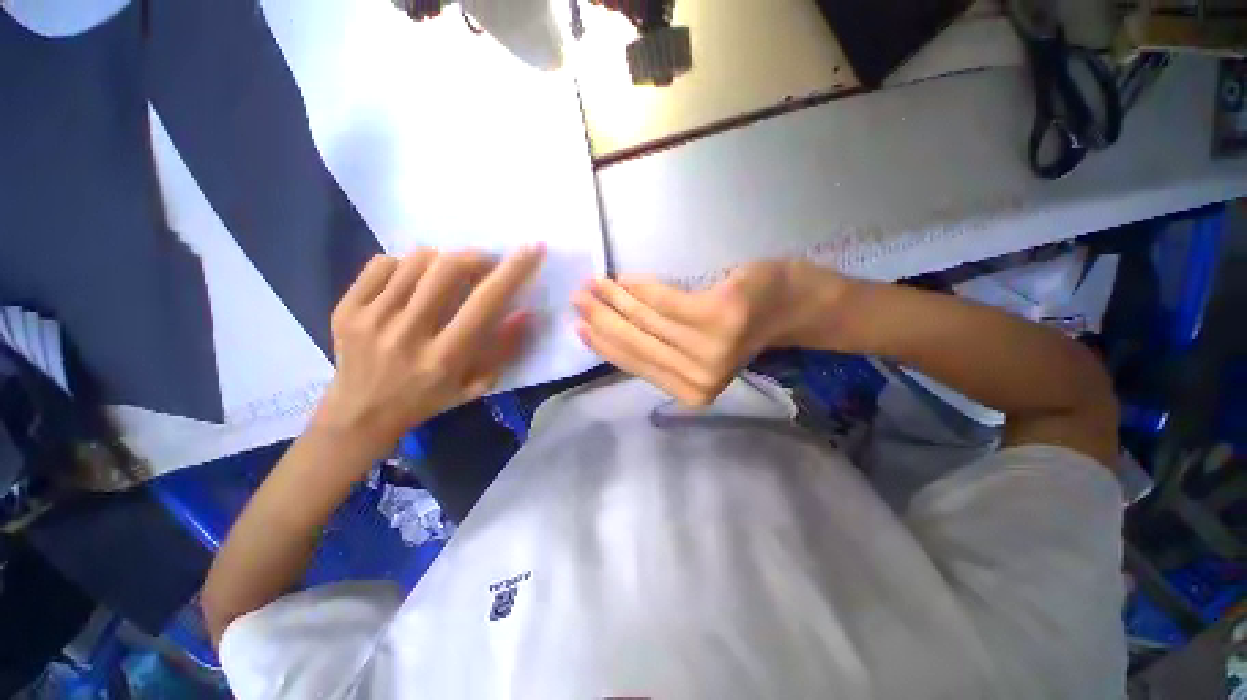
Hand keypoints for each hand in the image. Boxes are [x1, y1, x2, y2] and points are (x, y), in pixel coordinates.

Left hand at [313, 245, 544, 454]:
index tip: (531, 249)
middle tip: (483, 264)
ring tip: (447, 276)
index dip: (512, 272)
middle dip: (474, 257)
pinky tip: (411, 283)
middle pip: (446, 269)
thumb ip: (504, 350)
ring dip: (443, 260)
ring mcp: (371, 319)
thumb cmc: (428, 401)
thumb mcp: (476, 386)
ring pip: (415, 261)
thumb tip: (526, 312)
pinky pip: (383, 263)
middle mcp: (407, 334)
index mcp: (444, 358)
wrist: (359, 415)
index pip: (484, 303)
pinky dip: (406, 264)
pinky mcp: (346, 309)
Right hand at [573, 260, 845, 406]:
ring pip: (645, 320)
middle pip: (634, 342)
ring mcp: (710, 350)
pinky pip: (664, 300)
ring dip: (614, 299)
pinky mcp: (718, 318)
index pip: (634, 364)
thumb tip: (611, 335)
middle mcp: (699, 379)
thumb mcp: (695, 351)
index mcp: (692, 391)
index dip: (602, 344)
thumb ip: (660, 352)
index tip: (578, 326)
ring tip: (594, 284)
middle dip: (600, 318)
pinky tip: (623, 279)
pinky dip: (640, 287)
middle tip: (578, 296)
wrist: (792, 308)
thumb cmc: (740, 329)